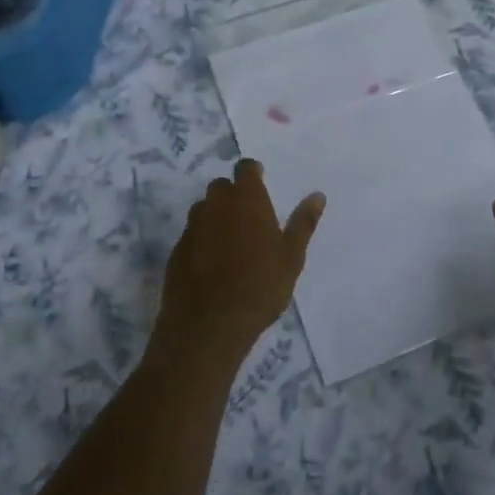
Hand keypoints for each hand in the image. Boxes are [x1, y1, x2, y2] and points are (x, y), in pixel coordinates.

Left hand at [151, 158, 325, 372]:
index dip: (253, 173)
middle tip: (249, 219)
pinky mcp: (176, 251)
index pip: (245, 168)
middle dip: (233, 195)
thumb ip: (303, 222)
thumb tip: (317, 195)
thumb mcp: (291, 257)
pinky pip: (192, 236)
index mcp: (246, 199)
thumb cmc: (260, 287)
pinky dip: (201, 241)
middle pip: (222, 187)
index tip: (261, 183)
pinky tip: (212, 265)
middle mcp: (215, 204)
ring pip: (204, 210)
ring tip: (231, 244)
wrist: (209, 326)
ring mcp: (192, 227)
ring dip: (215, 217)